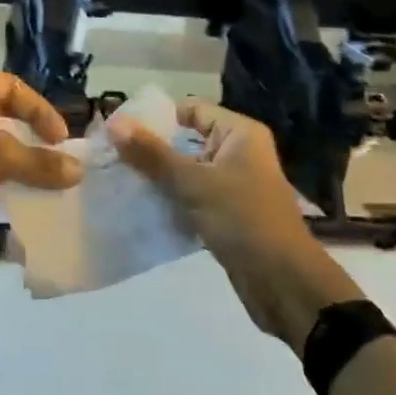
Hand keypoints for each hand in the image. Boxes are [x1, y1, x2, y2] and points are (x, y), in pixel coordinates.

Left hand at [0, 68, 82, 264]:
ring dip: (15, 161)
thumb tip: (78, 171)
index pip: (11, 86)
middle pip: (0, 113)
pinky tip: (15, 199)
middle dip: (30, 137)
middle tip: (54, 159)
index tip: (61, 140)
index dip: (40, 110)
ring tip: (41, 181)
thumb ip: (39, 162)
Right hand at [109, 98, 360, 348]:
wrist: (285, 284)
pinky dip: (170, 201)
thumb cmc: (243, 220)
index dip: (155, 117)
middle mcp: (238, 153)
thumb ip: (152, 153)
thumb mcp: (194, 183)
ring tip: (117, 180)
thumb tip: (115, 122)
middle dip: (151, 149)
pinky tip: (139, 207)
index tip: (117, 129)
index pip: (191, 110)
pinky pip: (192, 198)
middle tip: (110, 156)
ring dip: (157, 178)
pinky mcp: (228, 215)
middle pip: (187, 140)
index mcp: (239, 133)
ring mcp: (234, 185)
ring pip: (187, 172)